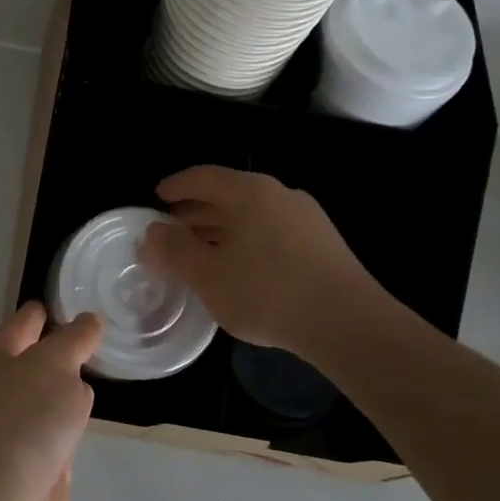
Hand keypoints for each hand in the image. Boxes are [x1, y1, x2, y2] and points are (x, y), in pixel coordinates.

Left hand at [0, 303, 99, 500]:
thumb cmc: (24, 420)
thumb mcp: (55, 365)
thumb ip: (75, 340)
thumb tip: (89, 321)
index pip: (25, 322)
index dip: (47, 311)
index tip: (74, 300)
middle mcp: (0, 386)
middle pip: (38, 358)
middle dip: (64, 350)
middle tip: (99, 336)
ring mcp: (15, 425)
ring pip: (50, 395)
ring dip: (70, 390)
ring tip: (99, 372)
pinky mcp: (32, 459)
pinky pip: (58, 430)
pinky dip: (71, 427)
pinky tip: (86, 423)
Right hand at [140, 165, 388, 356]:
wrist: (348, 324)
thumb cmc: (267, 292)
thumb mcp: (208, 275)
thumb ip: (174, 250)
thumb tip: (151, 232)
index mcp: (249, 192)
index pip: (203, 176)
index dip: (176, 186)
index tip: (157, 197)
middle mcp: (279, 194)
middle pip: (228, 193)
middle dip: (196, 210)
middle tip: (172, 228)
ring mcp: (306, 218)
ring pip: (251, 214)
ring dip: (221, 227)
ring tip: (201, 250)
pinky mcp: (322, 243)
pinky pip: (271, 230)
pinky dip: (246, 240)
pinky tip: (239, 267)